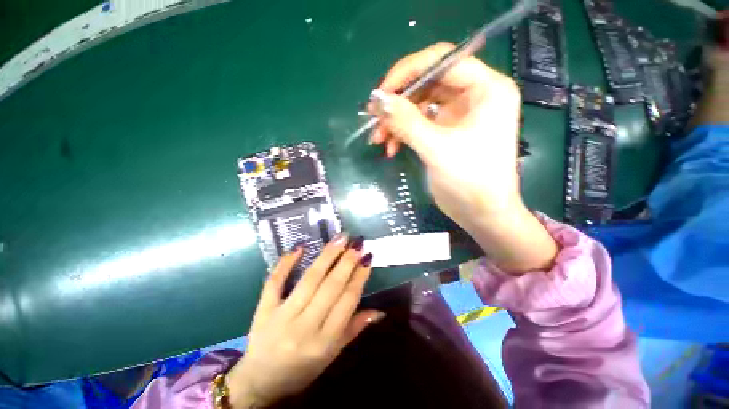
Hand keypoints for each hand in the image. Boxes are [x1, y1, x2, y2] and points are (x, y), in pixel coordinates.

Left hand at [226, 236, 382, 407]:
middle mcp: (304, 327)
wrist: (259, 382)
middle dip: (347, 261)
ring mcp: (281, 316)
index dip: (359, 277)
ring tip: (340, 238)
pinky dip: (286, 263)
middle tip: (357, 242)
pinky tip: (299, 247)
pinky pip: (275, 282)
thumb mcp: (332, 355)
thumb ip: (354, 329)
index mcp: (324, 341)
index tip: (367, 257)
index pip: (347, 301)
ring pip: (309, 279)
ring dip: (327, 256)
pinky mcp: (264, 309)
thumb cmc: (302, 369)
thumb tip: (380, 311)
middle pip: (330, 286)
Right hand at [368, 42, 522, 224]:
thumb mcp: (437, 149)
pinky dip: (403, 134)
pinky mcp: (447, 132)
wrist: (482, 214)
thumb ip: (407, 122)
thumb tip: (378, 99)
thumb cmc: (471, 180)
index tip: (381, 93)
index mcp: (486, 88)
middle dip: (399, 103)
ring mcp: (459, 115)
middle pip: (428, 84)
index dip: (408, 72)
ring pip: (420, 106)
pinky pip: (420, 124)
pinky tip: (391, 149)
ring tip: (379, 139)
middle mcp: (474, 95)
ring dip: (397, 122)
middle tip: (374, 119)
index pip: (442, 60)